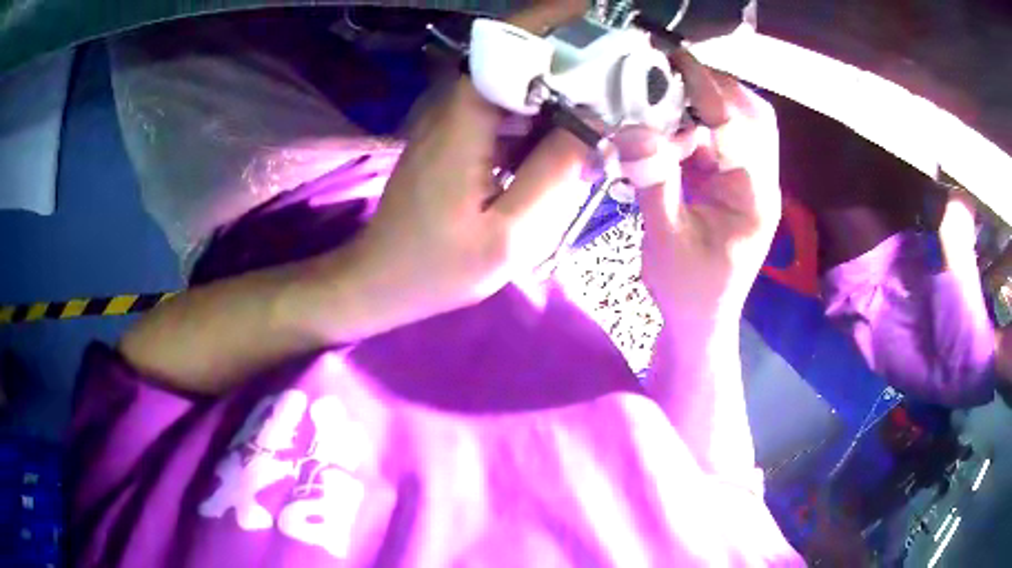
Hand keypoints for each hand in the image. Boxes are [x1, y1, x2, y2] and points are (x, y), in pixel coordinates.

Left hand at [347, 0, 591, 320]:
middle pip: (521, 57)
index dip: (557, 20)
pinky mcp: (459, 136)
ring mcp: (456, 118)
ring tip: (614, 105)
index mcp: (465, 115)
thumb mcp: (510, 234)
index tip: (604, 19)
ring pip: (519, 84)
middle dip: (577, 57)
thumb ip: (556, 174)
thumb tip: (598, 125)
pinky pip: (510, 111)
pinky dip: (545, 117)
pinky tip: (573, 140)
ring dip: (565, 89)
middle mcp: (457, 103)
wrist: (382, 280)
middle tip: (630, 75)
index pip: (511, 41)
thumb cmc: (438, 265)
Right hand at [613, 51, 780, 324]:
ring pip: (741, 125)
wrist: (700, 321)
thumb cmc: (687, 291)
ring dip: (707, 105)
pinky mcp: (736, 184)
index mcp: (755, 197)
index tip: (675, 59)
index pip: (738, 128)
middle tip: (673, 75)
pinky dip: (698, 126)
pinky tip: (671, 128)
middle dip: (716, 89)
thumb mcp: (666, 239)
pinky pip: (723, 142)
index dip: (707, 90)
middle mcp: (762, 182)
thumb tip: (632, 129)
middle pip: (754, 116)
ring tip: (668, 96)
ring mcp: (751, 182)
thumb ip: (654, 181)